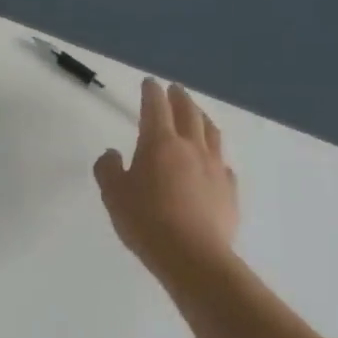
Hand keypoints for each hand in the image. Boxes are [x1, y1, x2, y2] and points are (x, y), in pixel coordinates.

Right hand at [94, 78, 239, 282]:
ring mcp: (215, 168)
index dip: (151, 92)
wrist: (192, 255)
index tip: (149, 82)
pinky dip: (214, 153)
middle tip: (174, 90)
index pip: (155, 107)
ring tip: (197, 114)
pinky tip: (212, 160)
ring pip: (211, 133)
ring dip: (202, 118)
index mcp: (159, 143)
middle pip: (188, 113)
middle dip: (179, 98)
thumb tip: (113, 154)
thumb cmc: (145, 220)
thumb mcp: (113, 194)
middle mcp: (190, 148)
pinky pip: (222, 162)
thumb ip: (108, 169)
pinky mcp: (229, 190)